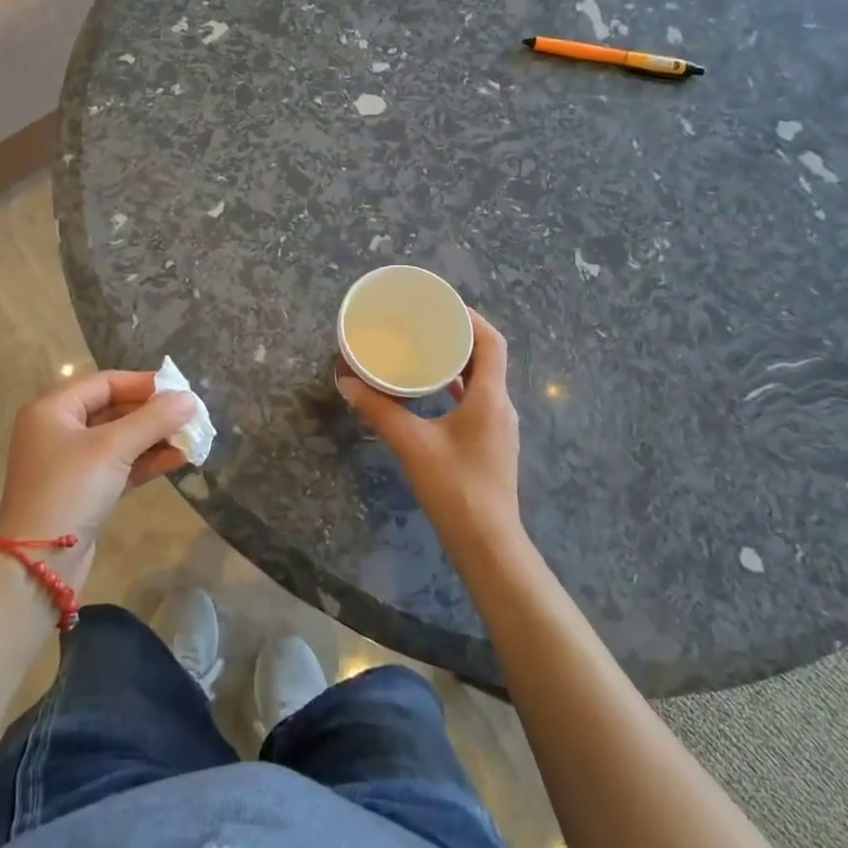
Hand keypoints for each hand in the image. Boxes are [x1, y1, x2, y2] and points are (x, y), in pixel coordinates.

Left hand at [0, 370, 197, 589]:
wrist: (38, 564)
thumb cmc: (70, 490)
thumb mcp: (112, 448)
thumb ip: (153, 419)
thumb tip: (190, 399)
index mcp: (53, 408)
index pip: (105, 382)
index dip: (144, 383)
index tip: (180, 389)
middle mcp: (59, 429)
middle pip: (114, 408)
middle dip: (153, 412)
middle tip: (191, 415)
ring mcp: (71, 462)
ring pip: (120, 438)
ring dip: (155, 437)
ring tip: (193, 437)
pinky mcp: (85, 490)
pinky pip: (120, 464)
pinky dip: (147, 461)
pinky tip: (179, 459)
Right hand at [337, 311, 522, 555]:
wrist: (486, 543)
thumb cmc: (454, 487)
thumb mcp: (412, 444)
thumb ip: (379, 410)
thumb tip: (346, 382)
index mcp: (490, 397)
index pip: (492, 341)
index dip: (471, 317)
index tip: (442, 305)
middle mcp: (501, 405)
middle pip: (488, 356)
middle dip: (459, 335)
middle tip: (426, 323)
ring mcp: (499, 426)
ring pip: (484, 379)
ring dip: (459, 360)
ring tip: (426, 349)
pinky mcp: (492, 443)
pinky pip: (478, 399)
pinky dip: (459, 385)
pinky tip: (434, 390)